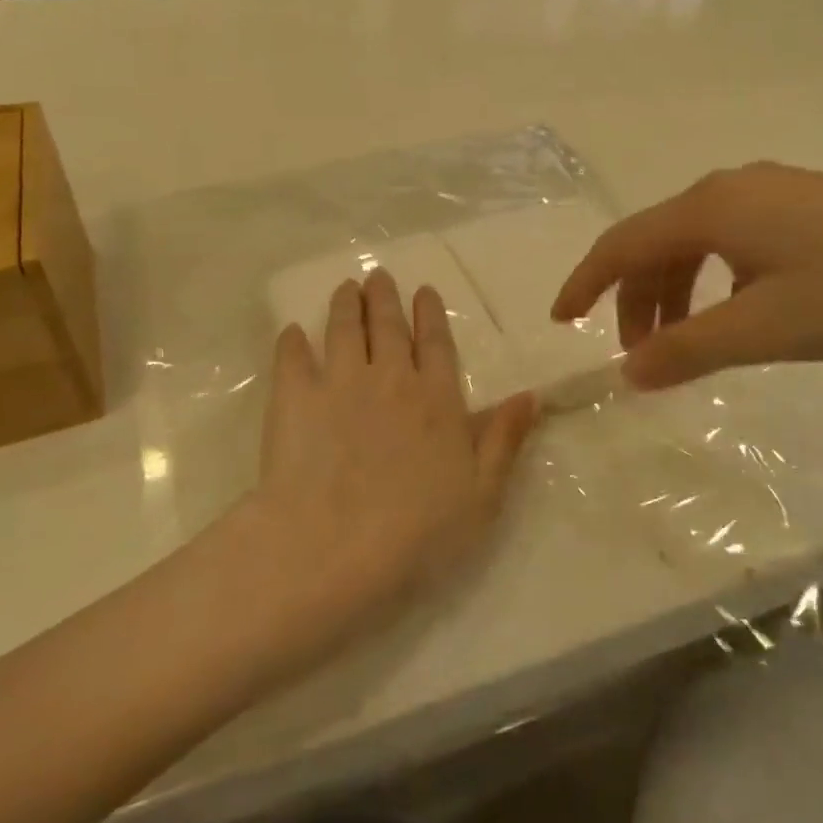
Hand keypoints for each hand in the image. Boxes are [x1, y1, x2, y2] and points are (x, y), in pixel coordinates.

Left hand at [252, 270, 538, 616]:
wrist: (333, 548)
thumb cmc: (417, 532)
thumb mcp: (481, 495)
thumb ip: (504, 440)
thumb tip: (530, 395)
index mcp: (437, 400)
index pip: (437, 344)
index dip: (431, 315)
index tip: (424, 290)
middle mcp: (391, 379)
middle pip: (389, 327)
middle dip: (386, 297)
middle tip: (379, 275)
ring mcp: (339, 384)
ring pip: (345, 330)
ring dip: (347, 305)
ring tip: (346, 287)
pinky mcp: (294, 399)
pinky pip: (292, 359)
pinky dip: (292, 342)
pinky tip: (293, 332)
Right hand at [551, 163, 822, 388]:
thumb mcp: (765, 330)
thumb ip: (687, 350)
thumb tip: (628, 371)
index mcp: (712, 208)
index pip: (622, 243)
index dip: (585, 283)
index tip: (561, 321)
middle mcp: (732, 187)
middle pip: (657, 242)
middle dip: (635, 299)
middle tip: (638, 358)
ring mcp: (773, 191)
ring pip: (696, 242)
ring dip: (675, 292)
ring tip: (685, 345)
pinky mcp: (805, 205)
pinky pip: (732, 241)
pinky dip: (713, 281)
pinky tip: (736, 312)